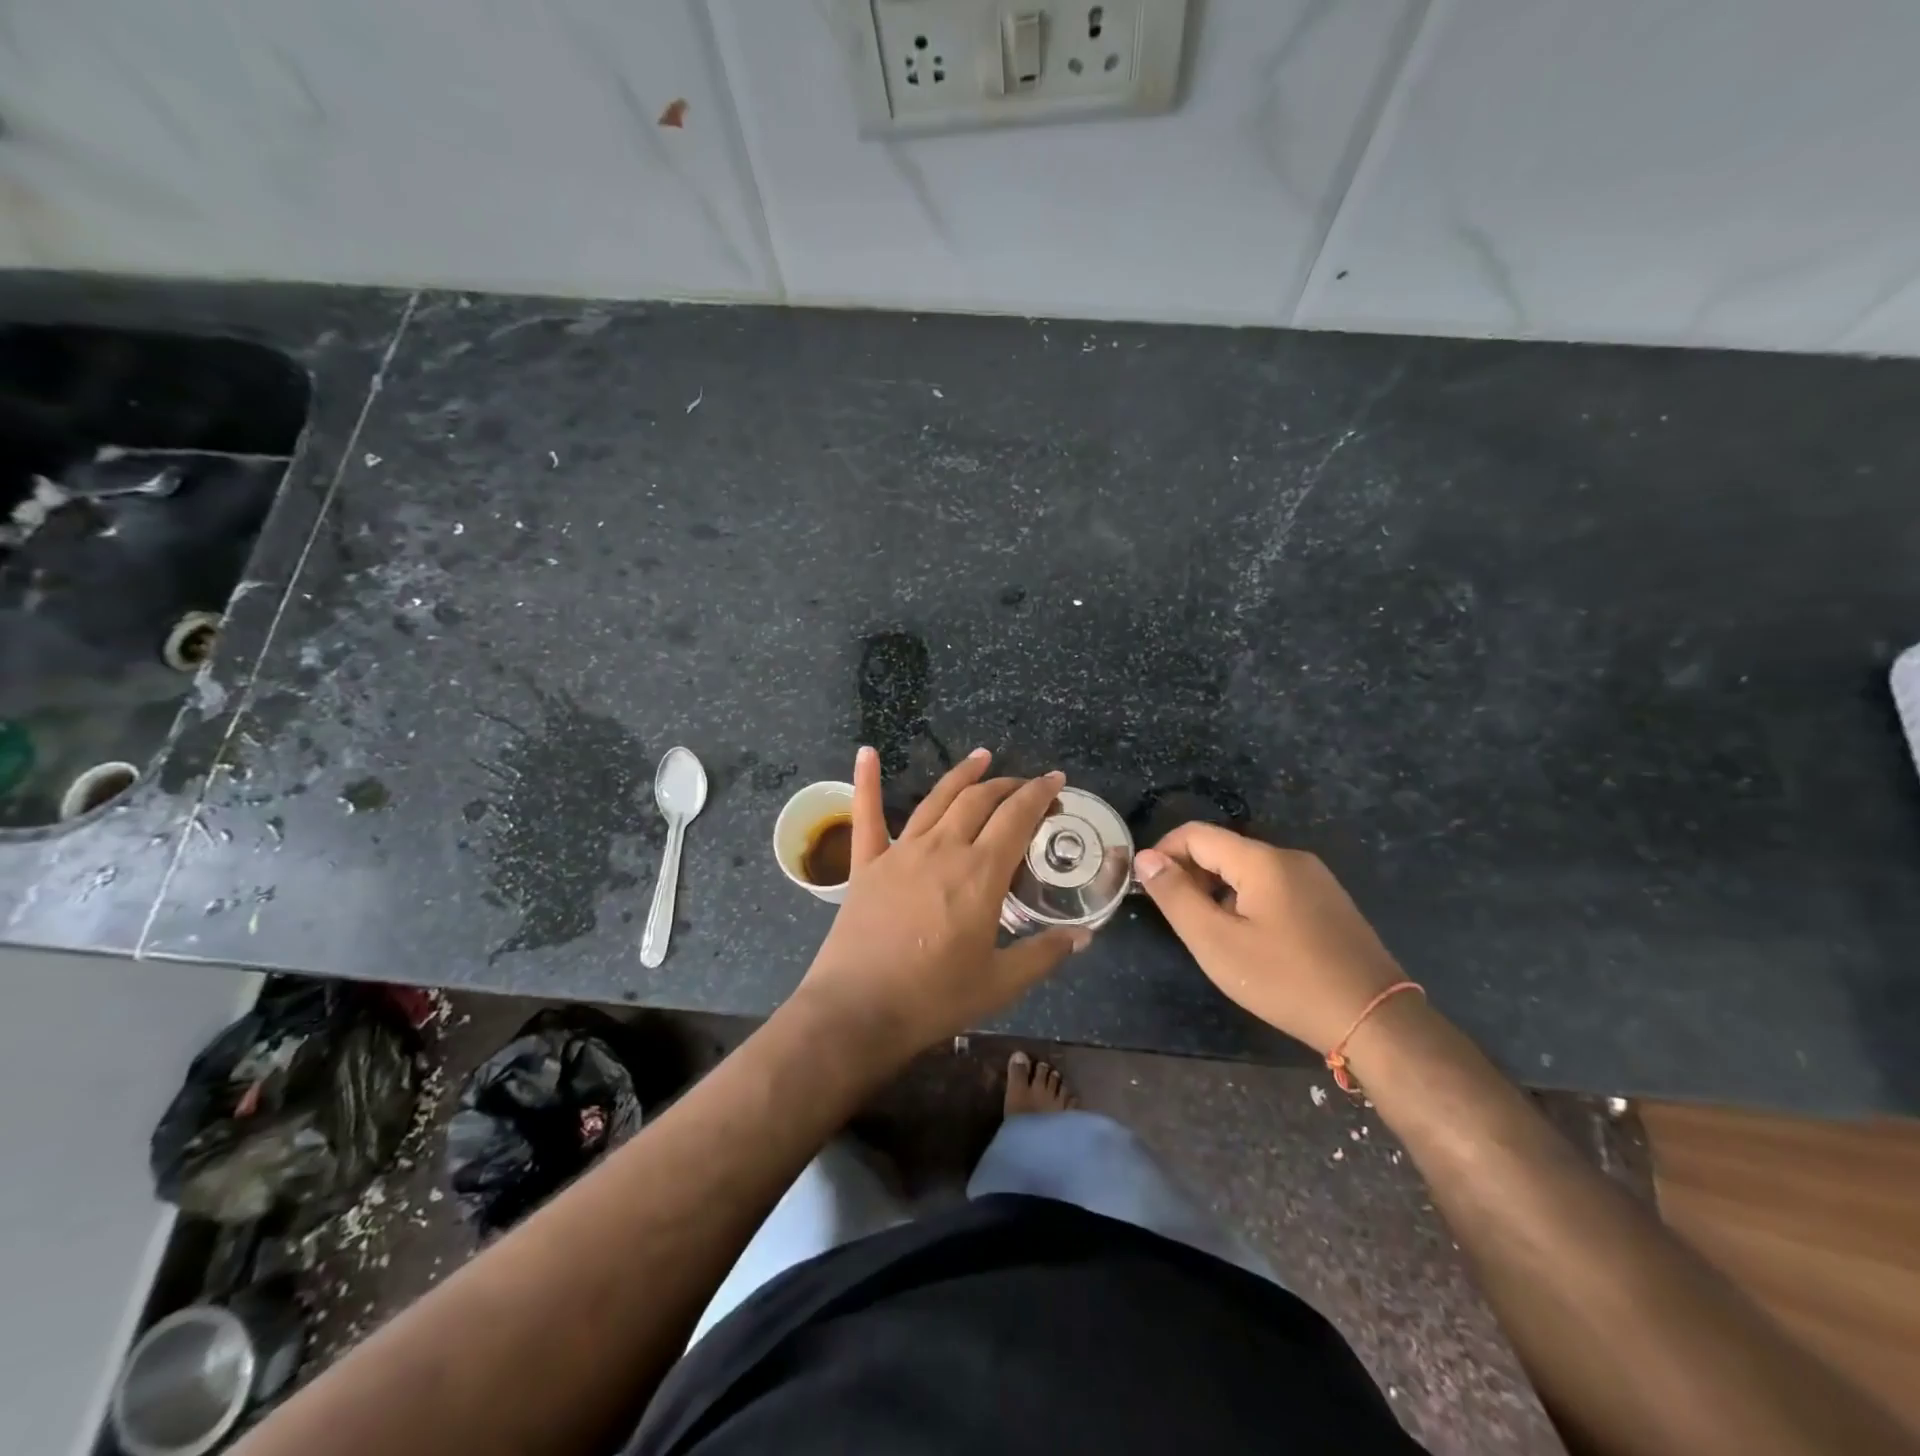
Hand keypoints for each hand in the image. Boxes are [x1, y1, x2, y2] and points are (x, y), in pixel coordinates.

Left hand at [793, 747, 1089, 1058]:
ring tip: (982, 757)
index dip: (1040, 794)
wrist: (857, 1011)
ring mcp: (901, 852)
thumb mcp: (1001, 983)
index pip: (1017, 817)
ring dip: (963, 775)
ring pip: (937, 799)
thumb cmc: (934, 999)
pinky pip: (867, 815)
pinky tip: (867, 753)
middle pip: (980, 800)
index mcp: (980, 874)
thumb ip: (1044, 954)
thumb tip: (1084, 936)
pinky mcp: (866, 864)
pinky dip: (866, 781)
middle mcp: (943, 849)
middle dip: (1009, 785)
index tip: (1056, 781)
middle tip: (1028, 786)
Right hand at [1133, 824, 1407, 1054]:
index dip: (1163, 854)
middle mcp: (1290, 858)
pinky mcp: (1329, 902)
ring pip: (1248, 870)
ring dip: (1218, 890)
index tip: (1149, 889)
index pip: (1196, 834)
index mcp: (1262, 860)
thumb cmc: (1286, 980)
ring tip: (1212, 933)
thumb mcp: (1216, 942)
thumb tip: (1146, 858)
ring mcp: (1315, 879)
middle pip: (1223, 849)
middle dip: (1191, 874)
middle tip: (1179, 918)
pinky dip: (1247, 901)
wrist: (1375, 1020)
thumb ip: (1176, 896)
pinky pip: (1274, 886)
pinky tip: (1251, 940)